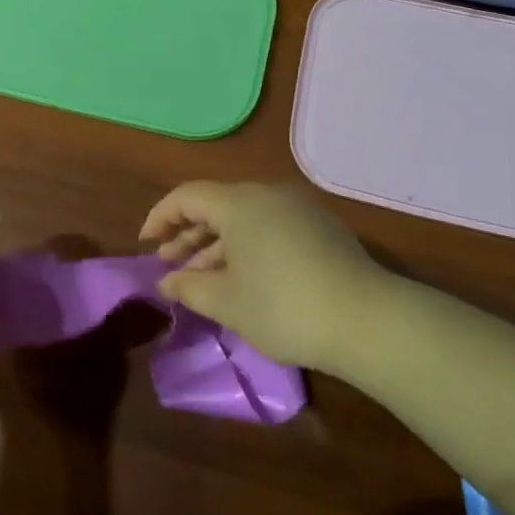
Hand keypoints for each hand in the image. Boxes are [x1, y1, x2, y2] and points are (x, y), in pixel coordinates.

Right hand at [141, 181, 387, 373]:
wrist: (367, 320)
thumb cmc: (284, 307)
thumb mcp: (226, 302)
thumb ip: (188, 286)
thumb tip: (166, 280)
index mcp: (240, 203)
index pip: (187, 196)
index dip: (161, 217)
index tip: (146, 244)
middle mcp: (268, 194)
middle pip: (217, 205)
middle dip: (188, 234)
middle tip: (170, 264)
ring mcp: (299, 208)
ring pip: (244, 218)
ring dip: (217, 244)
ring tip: (202, 276)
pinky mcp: (321, 228)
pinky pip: (269, 226)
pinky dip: (247, 245)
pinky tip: (244, 277)